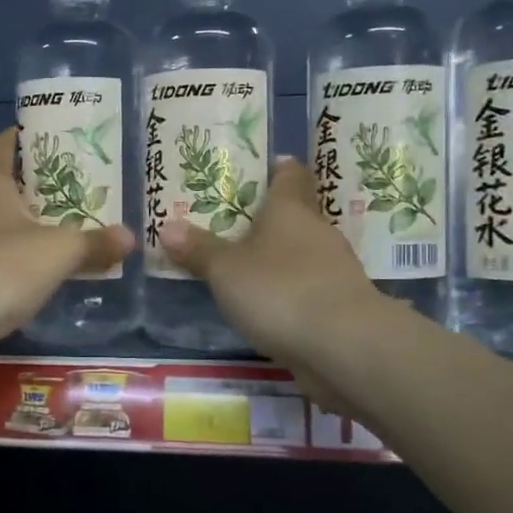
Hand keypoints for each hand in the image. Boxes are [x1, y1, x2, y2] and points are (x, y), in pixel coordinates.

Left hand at [0, 128, 133, 374]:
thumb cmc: (0, 268)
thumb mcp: (58, 252)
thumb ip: (94, 242)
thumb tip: (128, 237)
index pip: (6, 143)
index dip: (31, 136)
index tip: (63, 139)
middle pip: (7, 187)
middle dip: (43, 188)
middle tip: (84, 190)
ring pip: (0, 227)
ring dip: (31, 230)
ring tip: (71, 233)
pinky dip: (17, 265)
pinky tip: (43, 277)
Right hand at [157, 158, 388, 413]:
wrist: (344, 346)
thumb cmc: (279, 290)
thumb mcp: (226, 271)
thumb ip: (199, 250)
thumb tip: (167, 226)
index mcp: (290, 210)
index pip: (290, 176)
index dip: (279, 169)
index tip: (268, 166)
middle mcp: (317, 232)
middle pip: (296, 215)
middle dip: (271, 219)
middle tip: (237, 222)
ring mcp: (334, 270)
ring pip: (304, 253)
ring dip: (281, 259)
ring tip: (248, 267)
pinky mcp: (341, 306)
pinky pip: (309, 288)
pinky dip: (291, 292)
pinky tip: (271, 306)